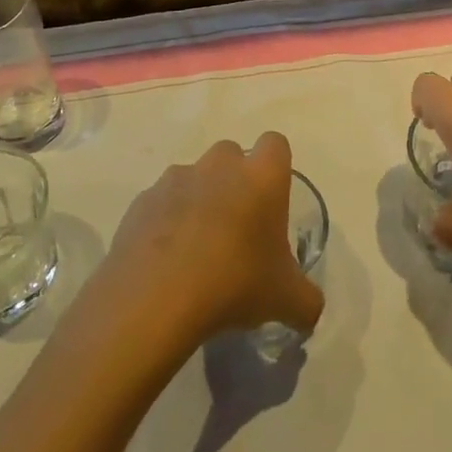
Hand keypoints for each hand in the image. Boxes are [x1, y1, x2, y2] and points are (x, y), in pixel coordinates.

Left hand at [97, 133, 323, 350]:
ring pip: (194, 177)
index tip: (272, 201)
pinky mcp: (142, 200)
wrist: (156, 296)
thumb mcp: (286, 300)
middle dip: (235, 180)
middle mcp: (219, 165)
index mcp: (260, 177)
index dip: (275, 167)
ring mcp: (176, 178)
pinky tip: (167, 259)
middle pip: (232, 155)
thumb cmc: (234, 283)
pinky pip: (161, 202)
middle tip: (237, 226)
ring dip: (199, 200)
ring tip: (197, 247)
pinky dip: (166, 220)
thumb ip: (307, 300)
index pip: (275, 144)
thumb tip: (309, 307)